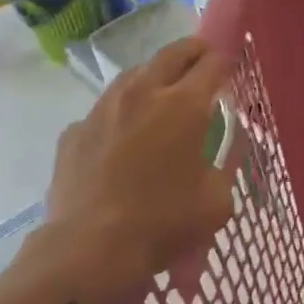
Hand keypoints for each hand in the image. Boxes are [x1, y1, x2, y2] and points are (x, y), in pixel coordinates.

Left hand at [20, 36, 234, 303]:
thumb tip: (216, 159)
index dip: (225, 62)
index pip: (212, 63)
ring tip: (161, 98)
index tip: (230, 70)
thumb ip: (223, 168)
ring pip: (134, 74)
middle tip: (203, 64)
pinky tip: (122, 140)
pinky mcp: (74, 131)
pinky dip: (119, 115)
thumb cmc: (162, 223)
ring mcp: (103, 109)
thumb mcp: (217, 201)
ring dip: (154, 77)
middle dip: (193, 52)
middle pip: (173, 53)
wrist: (89, 250)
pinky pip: (103, 110)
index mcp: (184, 105)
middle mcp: (143, 93)